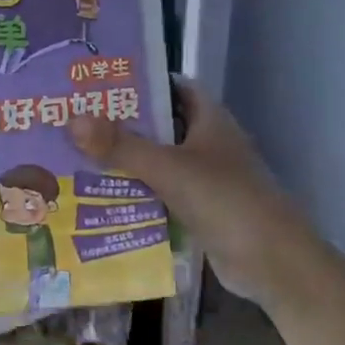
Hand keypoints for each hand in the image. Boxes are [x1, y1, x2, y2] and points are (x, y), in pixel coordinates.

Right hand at [69, 81, 312, 304]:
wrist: (272, 262)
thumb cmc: (226, 201)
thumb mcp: (169, 169)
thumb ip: (121, 146)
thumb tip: (72, 120)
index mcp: (209, 120)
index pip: (173, 87)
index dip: (140, 81)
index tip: (98, 83)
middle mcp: (208, 144)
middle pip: (159, 125)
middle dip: (121, 124)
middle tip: (74, 121)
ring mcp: (205, 179)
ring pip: (158, 162)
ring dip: (125, 162)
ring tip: (75, 156)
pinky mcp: (199, 210)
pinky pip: (160, 194)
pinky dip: (136, 194)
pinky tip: (99, 198)